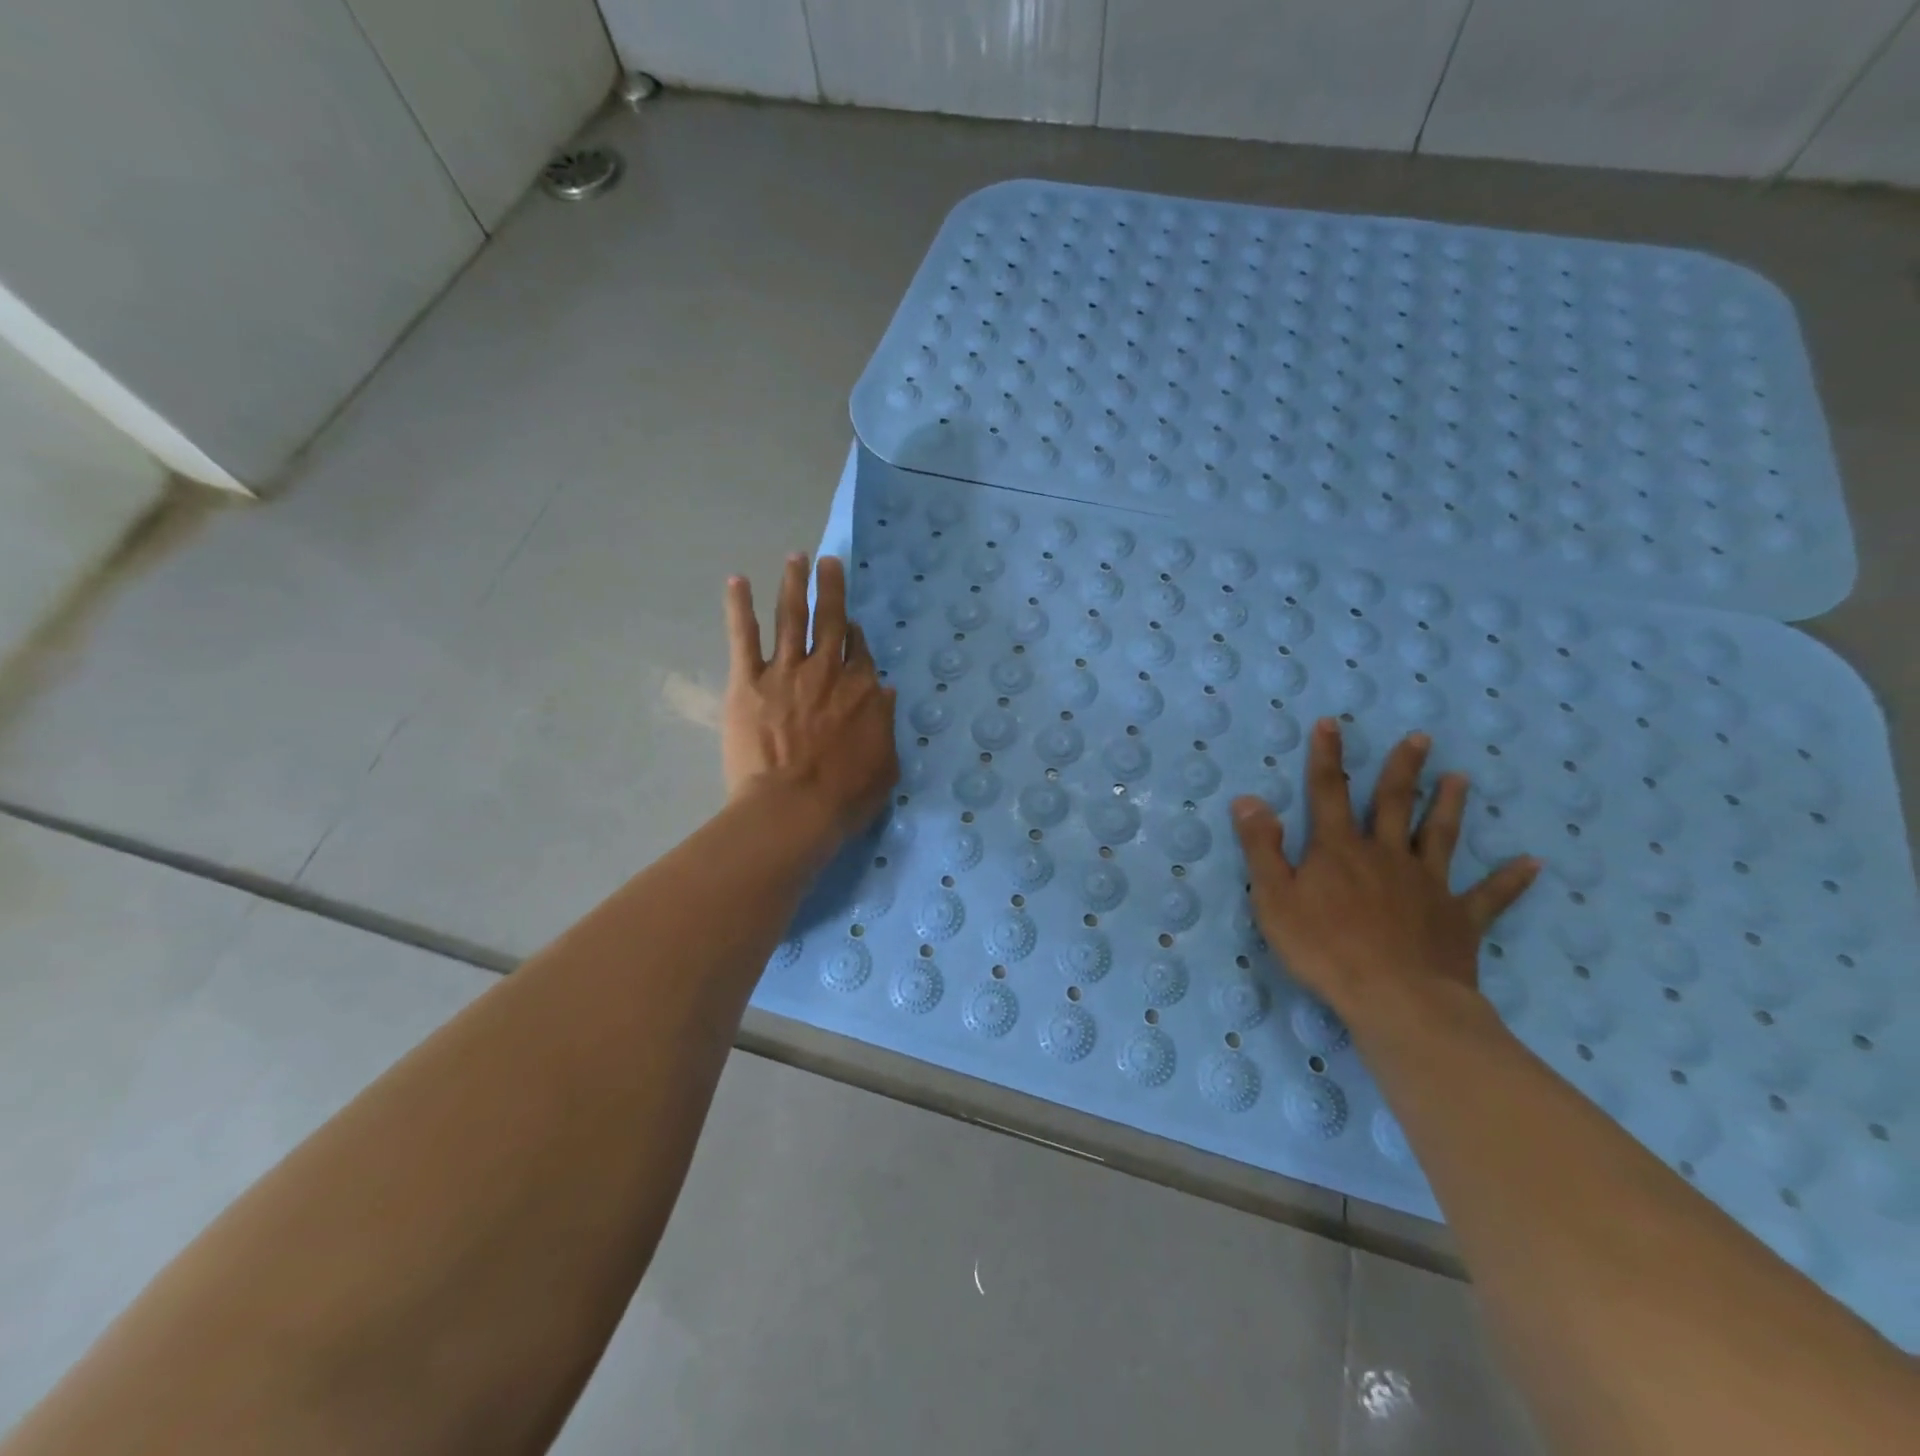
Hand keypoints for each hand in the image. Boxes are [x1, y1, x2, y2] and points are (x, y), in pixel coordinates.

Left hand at [723, 553, 898, 841]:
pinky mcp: (748, 681)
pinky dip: (739, 607)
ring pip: (791, 617)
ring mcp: (786, 671)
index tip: (850, 625)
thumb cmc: (844, 797)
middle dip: (830, 587)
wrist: (793, 808)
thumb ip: (885, 724)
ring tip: (795, 558)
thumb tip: (886, 692)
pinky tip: (737, 581)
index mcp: (861, 689)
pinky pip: (743, 636)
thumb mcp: (885, 765)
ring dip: (794, 584)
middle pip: (829, 619)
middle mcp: (827, 670)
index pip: (860, 650)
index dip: (854, 634)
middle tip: (828, 561)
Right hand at [1231, 719, 1538, 1024]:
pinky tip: (1533, 864)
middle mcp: (1386, 855)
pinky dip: (1510, 880)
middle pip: (1394, 803)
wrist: (1397, 1000)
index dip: (1327, 756)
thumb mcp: (1274, 897)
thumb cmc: (1324, 948)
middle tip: (1420, 738)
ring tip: (1461, 778)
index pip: (1328, 792)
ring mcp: (1427, 885)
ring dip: (1449, 806)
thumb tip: (1248, 799)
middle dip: (1403, 769)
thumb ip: (1261, 847)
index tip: (1332, 723)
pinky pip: (1489, 896)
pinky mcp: (1458, 918)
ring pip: (1441, 836)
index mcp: (1339, 849)